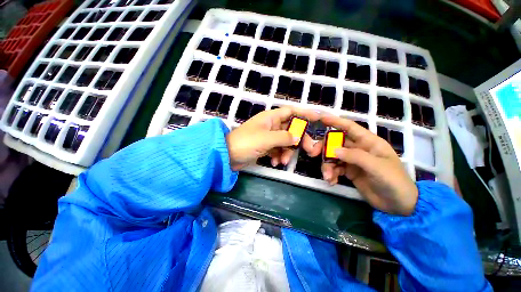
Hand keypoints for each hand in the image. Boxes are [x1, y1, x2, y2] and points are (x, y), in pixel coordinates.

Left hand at [226, 107, 320, 170]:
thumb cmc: (245, 143)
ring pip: (285, 142)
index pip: (291, 111)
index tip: (318, 118)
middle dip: (299, 140)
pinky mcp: (265, 147)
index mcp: (270, 118)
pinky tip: (275, 162)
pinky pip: (277, 150)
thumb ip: (284, 137)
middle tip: (309, 151)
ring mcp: (268, 137)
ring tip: (282, 161)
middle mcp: (271, 126)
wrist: (228, 156)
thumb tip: (297, 138)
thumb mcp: (266, 139)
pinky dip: (278, 156)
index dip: (304, 114)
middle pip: (291, 129)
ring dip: (287, 152)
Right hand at [320, 115, 417, 215]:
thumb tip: (333, 150)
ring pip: (332, 157)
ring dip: (327, 165)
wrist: (398, 204)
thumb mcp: (377, 167)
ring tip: (327, 176)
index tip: (321, 118)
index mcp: (368, 142)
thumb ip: (355, 157)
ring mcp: (352, 161)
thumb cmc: (394, 181)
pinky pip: (334, 168)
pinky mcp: (348, 171)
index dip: (336, 121)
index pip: (350, 128)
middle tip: (313, 154)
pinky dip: (330, 174)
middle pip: (336, 142)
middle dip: (324, 148)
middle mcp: (358, 149)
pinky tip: (331, 181)